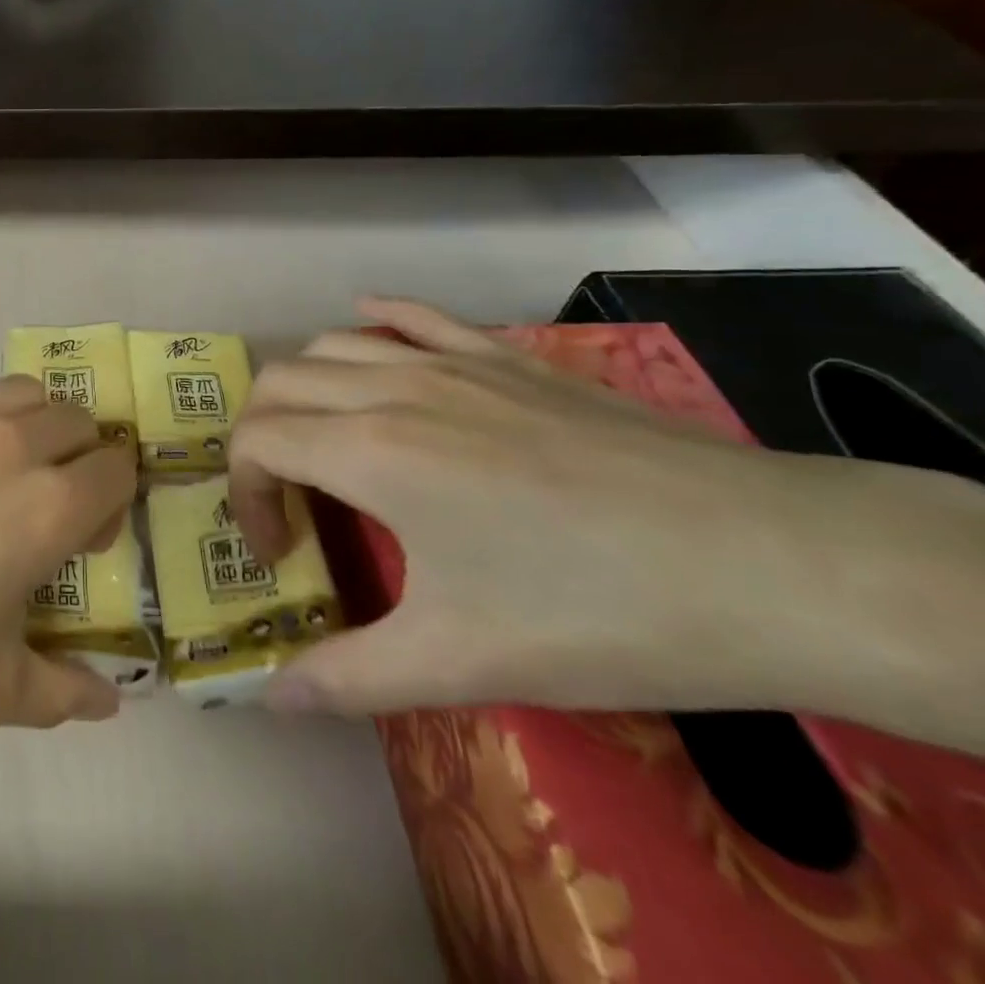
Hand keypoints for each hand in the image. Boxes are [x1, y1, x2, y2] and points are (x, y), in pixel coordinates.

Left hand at [0, 376, 134, 787]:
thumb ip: (61, 691)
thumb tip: (109, 701)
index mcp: (46, 505)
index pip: (117, 468)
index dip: (113, 498)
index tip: (85, 536)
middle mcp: (5, 443)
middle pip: (73, 417)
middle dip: (77, 453)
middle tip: (44, 500)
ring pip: (14, 392)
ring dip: (24, 424)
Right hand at [228, 298, 984, 731]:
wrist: (770, 564)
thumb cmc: (597, 613)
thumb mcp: (461, 662)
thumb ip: (349, 677)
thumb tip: (269, 700)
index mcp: (370, 452)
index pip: (256, 442)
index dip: (245, 497)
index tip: (280, 553)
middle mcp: (392, 389)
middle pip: (279, 382)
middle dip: (259, 436)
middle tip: (289, 499)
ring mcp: (452, 362)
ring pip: (333, 344)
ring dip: (304, 388)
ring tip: (324, 441)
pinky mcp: (504, 356)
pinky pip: (415, 315)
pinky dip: (375, 321)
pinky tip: (369, 330)